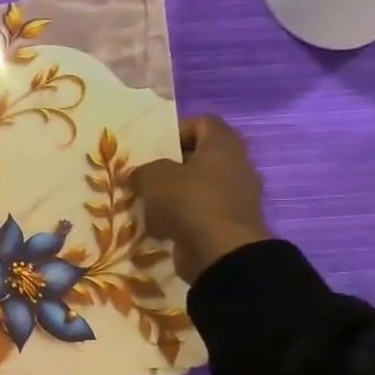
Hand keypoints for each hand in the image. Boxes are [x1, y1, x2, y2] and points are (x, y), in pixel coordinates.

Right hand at [130, 116, 271, 282]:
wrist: (221, 251)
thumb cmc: (189, 202)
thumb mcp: (153, 178)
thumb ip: (142, 171)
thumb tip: (137, 176)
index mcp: (223, 145)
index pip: (202, 123)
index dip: (177, 130)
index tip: (154, 148)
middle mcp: (236, 166)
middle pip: (200, 156)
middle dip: (172, 166)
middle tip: (147, 176)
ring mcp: (237, 196)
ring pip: (200, 186)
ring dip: (175, 194)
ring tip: (149, 204)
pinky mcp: (231, 223)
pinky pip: (202, 212)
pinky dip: (183, 218)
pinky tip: (161, 227)